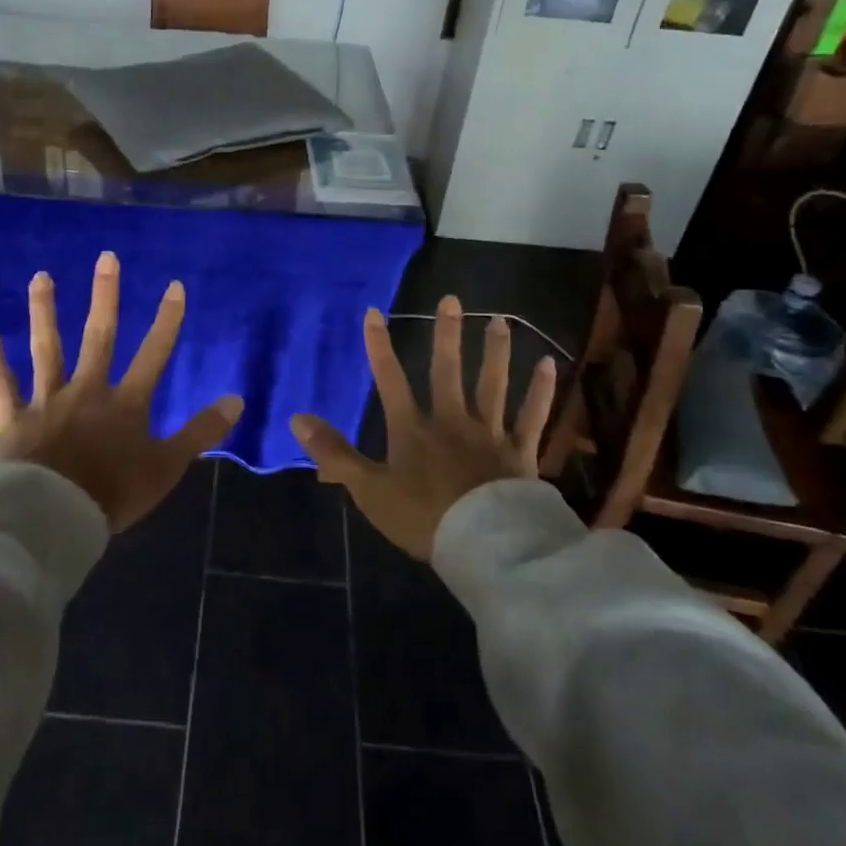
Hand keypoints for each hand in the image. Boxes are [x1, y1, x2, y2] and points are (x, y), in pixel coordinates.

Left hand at [0, 251, 242, 531]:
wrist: (52, 519)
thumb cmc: (112, 493)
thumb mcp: (167, 467)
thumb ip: (201, 432)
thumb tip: (237, 399)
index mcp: (125, 403)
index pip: (154, 353)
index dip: (167, 320)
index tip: (174, 285)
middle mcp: (87, 390)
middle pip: (98, 336)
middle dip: (105, 295)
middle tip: (105, 257)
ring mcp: (48, 400)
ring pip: (47, 348)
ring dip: (44, 311)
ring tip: (41, 277)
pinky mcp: (15, 418)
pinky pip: (2, 384)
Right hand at [291, 296, 555, 559]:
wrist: (484, 546)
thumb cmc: (422, 518)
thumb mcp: (369, 490)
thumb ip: (334, 453)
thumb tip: (296, 418)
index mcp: (413, 430)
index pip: (390, 380)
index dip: (379, 346)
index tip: (374, 312)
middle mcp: (452, 421)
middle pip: (447, 371)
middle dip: (446, 335)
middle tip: (452, 299)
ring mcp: (489, 433)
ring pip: (493, 384)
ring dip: (496, 351)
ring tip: (500, 320)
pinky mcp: (520, 452)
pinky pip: (532, 416)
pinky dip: (540, 391)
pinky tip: (548, 364)